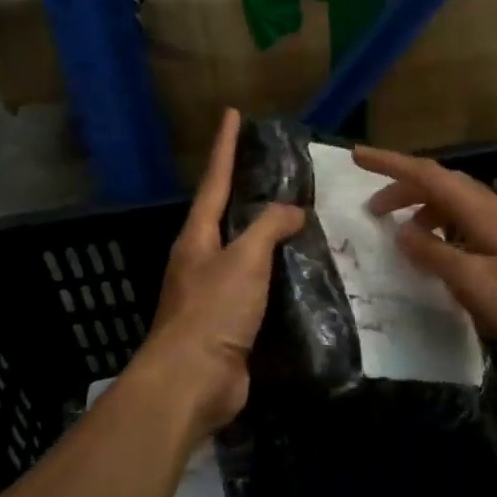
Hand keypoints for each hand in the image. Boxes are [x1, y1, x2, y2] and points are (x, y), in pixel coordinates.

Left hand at [137, 110, 303, 434]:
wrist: (192, 382)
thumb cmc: (212, 311)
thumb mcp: (243, 260)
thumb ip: (268, 228)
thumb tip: (292, 211)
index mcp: (197, 238)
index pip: (215, 181)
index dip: (225, 147)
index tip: (232, 114)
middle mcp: (202, 260)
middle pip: (227, 217)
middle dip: (248, 193)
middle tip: (280, 172)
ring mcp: (215, 294)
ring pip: (247, 255)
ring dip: (270, 238)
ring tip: (303, 221)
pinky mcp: (232, 324)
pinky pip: (260, 290)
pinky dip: (281, 278)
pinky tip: (304, 276)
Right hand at [354, 146, 496, 367]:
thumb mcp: (474, 283)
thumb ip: (435, 254)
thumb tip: (402, 232)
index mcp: (484, 212)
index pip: (428, 174)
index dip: (391, 163)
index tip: (357, 156)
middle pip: (443, 185)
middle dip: (404, 190)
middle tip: (373, 211)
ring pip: (459, 206)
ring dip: (426, 212)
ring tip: (404, 236)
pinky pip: (472, 227)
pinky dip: (447, 232)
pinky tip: (444, 257)